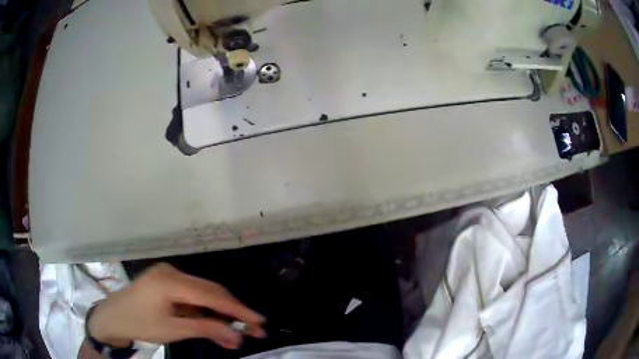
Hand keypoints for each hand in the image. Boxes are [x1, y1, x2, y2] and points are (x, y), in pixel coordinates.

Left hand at [87, 263, 265, 349]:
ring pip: (204, 295)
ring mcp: (170, 276)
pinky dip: (206, 312)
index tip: (261, 322)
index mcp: (171, 281)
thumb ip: (206, 329)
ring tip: (235, 334)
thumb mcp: (173, 330)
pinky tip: (215, 326)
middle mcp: (173, 272)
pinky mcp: (168, 283)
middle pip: (211, 292)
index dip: (239, 310)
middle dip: (234, 312)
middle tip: (254, 329)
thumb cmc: (139, 324)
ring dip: (220, 314)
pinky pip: (193, 297)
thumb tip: (237, 336)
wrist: (112, 317)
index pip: (212, 296)